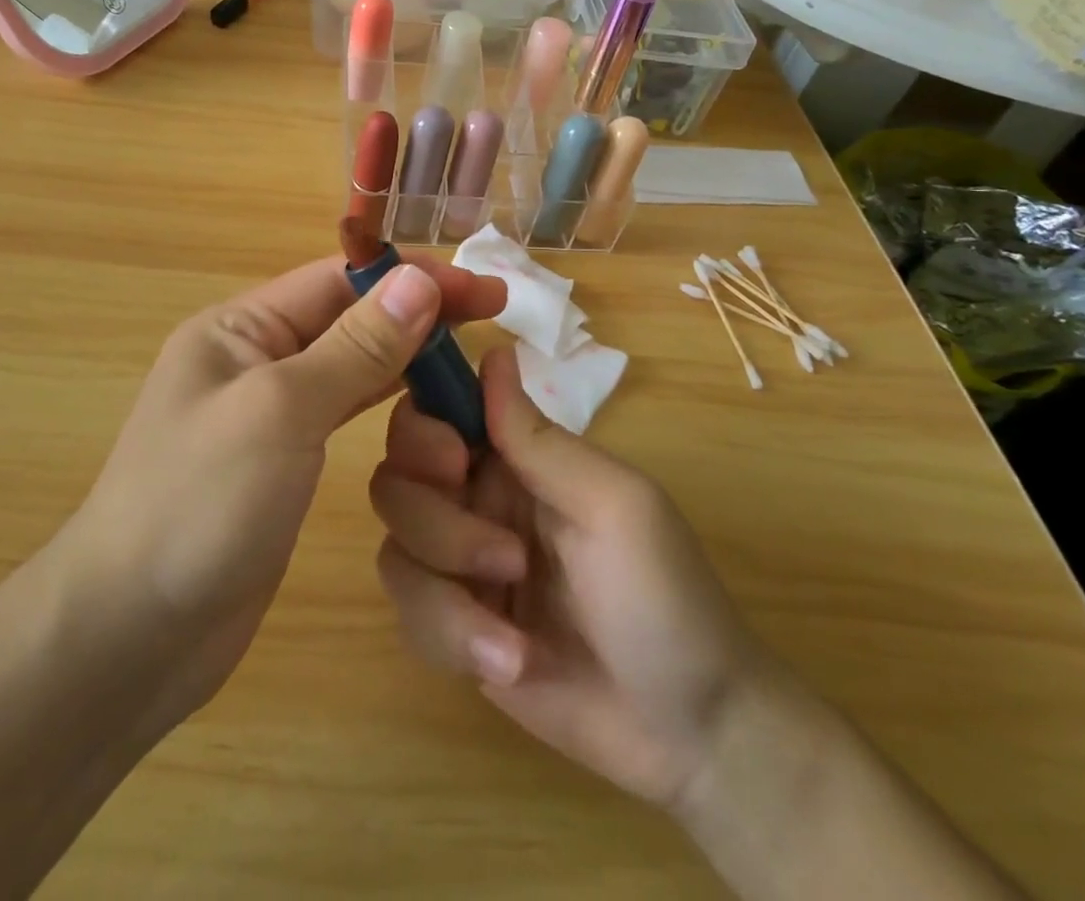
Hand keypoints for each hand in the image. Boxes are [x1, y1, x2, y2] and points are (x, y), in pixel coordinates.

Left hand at [67, 254, 505, 733]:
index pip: (338, 280)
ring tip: (471, 360)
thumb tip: (418, 279)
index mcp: (239, 329)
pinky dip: (386, 403)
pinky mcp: (283, 464)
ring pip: (352, 366)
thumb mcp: (281, 411)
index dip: (412, 278)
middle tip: (494, 319)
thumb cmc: (200, 504)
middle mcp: (253, 359)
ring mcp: (269, 414)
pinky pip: (344, 414)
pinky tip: (426, 407)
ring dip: (407, 358)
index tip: (483, 288)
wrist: (131, 636)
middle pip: (349, 319)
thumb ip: (354, 346)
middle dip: (417, 314)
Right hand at [371, 345, 761, 814]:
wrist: (689, 732)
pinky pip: (408, 613)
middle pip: (397, 478)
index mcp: (514, 456)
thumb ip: (539, 439)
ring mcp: (459, 565)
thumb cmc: (664, 596)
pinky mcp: (451, 626)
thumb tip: (493, 352)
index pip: (435, 412)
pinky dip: (451, 637)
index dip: (423, 428)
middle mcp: (476, 498)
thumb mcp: (612, 506)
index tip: (453, 463)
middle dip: (435, 522)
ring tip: (513, 634)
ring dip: (447, 590)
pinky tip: (511, 663)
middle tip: (503, 557)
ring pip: (395, 547)